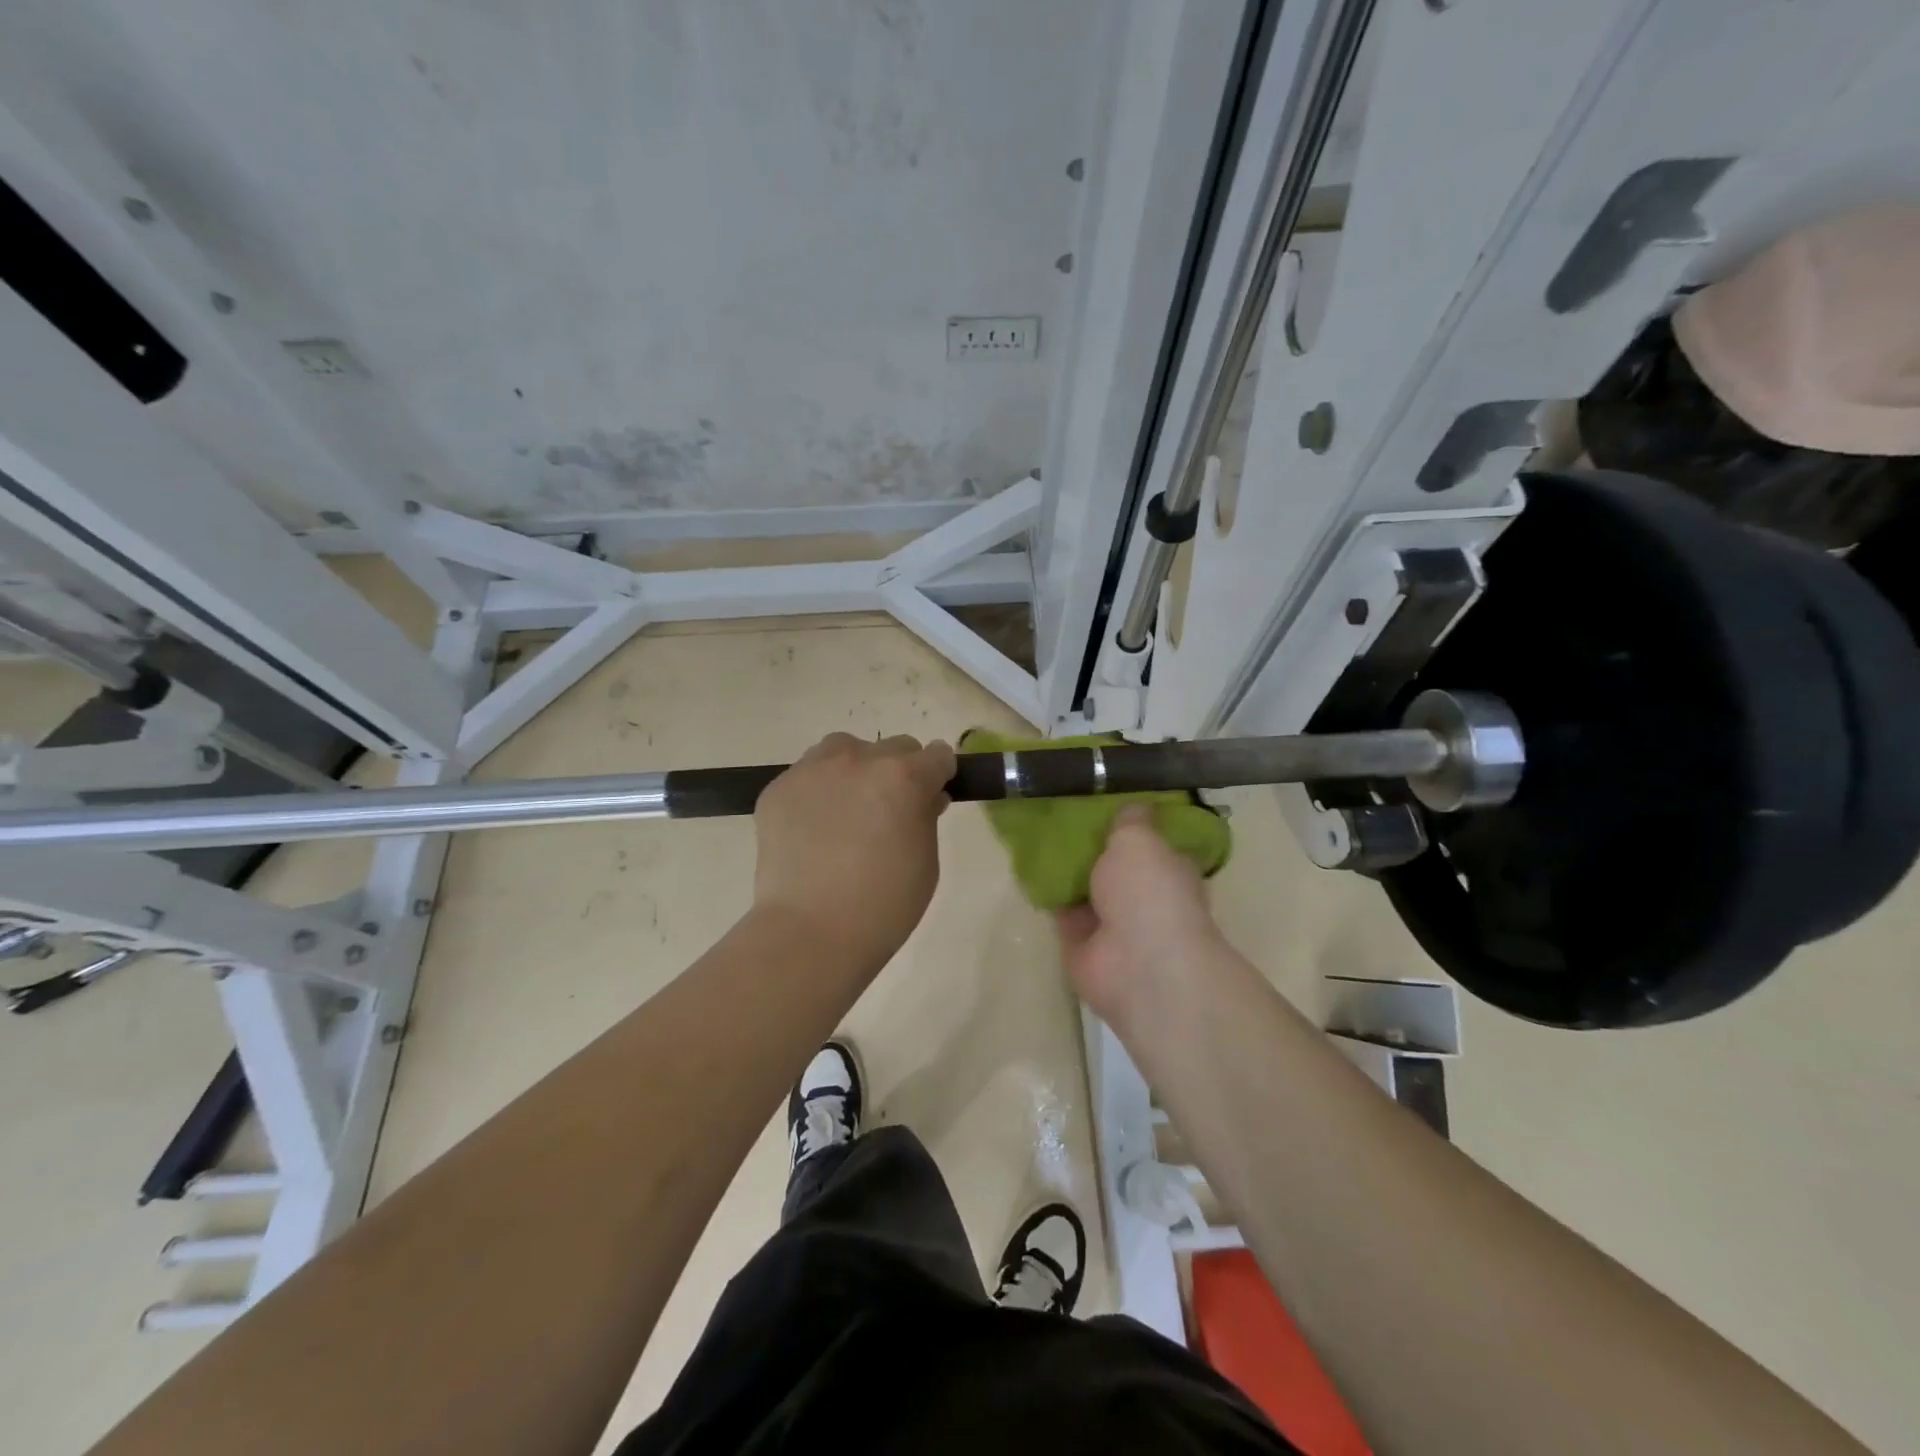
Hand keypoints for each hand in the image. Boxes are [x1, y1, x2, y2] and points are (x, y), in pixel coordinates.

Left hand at [752, 732, 956, 973]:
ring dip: (856, 769)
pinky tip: (814, 828)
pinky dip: (818, 791)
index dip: (939, 776)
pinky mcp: (778, 788)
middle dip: (899, 772)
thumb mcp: (926, 861)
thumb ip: (926, 817)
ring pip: (844, 749)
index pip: (937, 756)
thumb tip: (924, 797)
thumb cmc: (884, 905)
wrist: (811, 932)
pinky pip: (808, 774)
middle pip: (892, 748)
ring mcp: (813, 770)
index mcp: (903, 777)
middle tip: (889, 811)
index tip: (932, 796)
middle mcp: (858, 760)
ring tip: (848, 810)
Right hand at [1055, 806, 1225, 1025]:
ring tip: (1033, 830)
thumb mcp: (1140, 839)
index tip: (1101, 797)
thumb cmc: (1150, 892)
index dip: (1129, 822)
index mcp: (1170, 869)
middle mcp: (1144, 895)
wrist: (1138, 966)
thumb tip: (1132, 806)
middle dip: (1090, 844)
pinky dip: (1046, 891)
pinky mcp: (1079, 942)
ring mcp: (1112, 921)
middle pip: (1113, 863)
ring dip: (1065, 867)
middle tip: (1057, 809)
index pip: (1151, 842)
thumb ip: (1130, 820)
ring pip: (1084, 885)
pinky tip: (1024, 864)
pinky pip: (1059, 908)